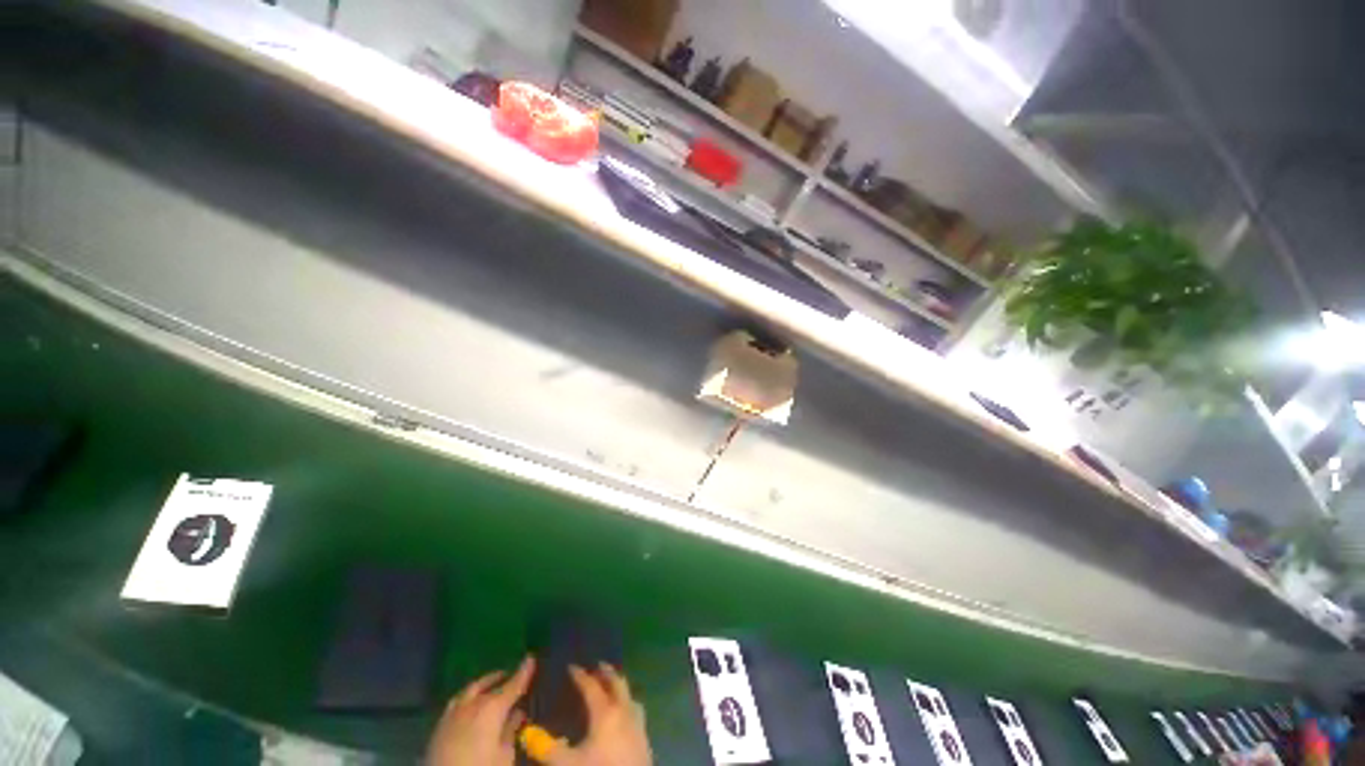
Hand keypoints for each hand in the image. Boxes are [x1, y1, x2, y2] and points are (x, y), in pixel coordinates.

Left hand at [427, 656, 534, 765]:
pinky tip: (468, 706)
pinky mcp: (438, 727)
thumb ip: (510, 731)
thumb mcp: (504, 756)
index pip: (513, 685)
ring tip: (489, 686)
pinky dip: (466, 699)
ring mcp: (452, 713)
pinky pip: (456, 703)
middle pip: (489, 685)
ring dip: (482, 686)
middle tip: (510, 676)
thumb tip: (516, 714)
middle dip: (501, 679)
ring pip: (470, 691)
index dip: (523, 672)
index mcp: (492, 707)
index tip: (531, 658)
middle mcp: (472, 704)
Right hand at [545, 663, 651, 765]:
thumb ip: (546, 748)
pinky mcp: (644, 733)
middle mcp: (624, 709)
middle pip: (616, 682)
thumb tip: (526, 734)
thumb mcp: (567, 763)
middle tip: (594, 666)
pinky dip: (626, 700)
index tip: (570, 667)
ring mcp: (637, 720)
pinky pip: (635, 706)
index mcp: (605, 711)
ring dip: (617, 684)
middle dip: (605, 672)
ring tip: (607, 684)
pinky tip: (621, 710)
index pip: (591, 686)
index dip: (580, 675)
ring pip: (628, 692)